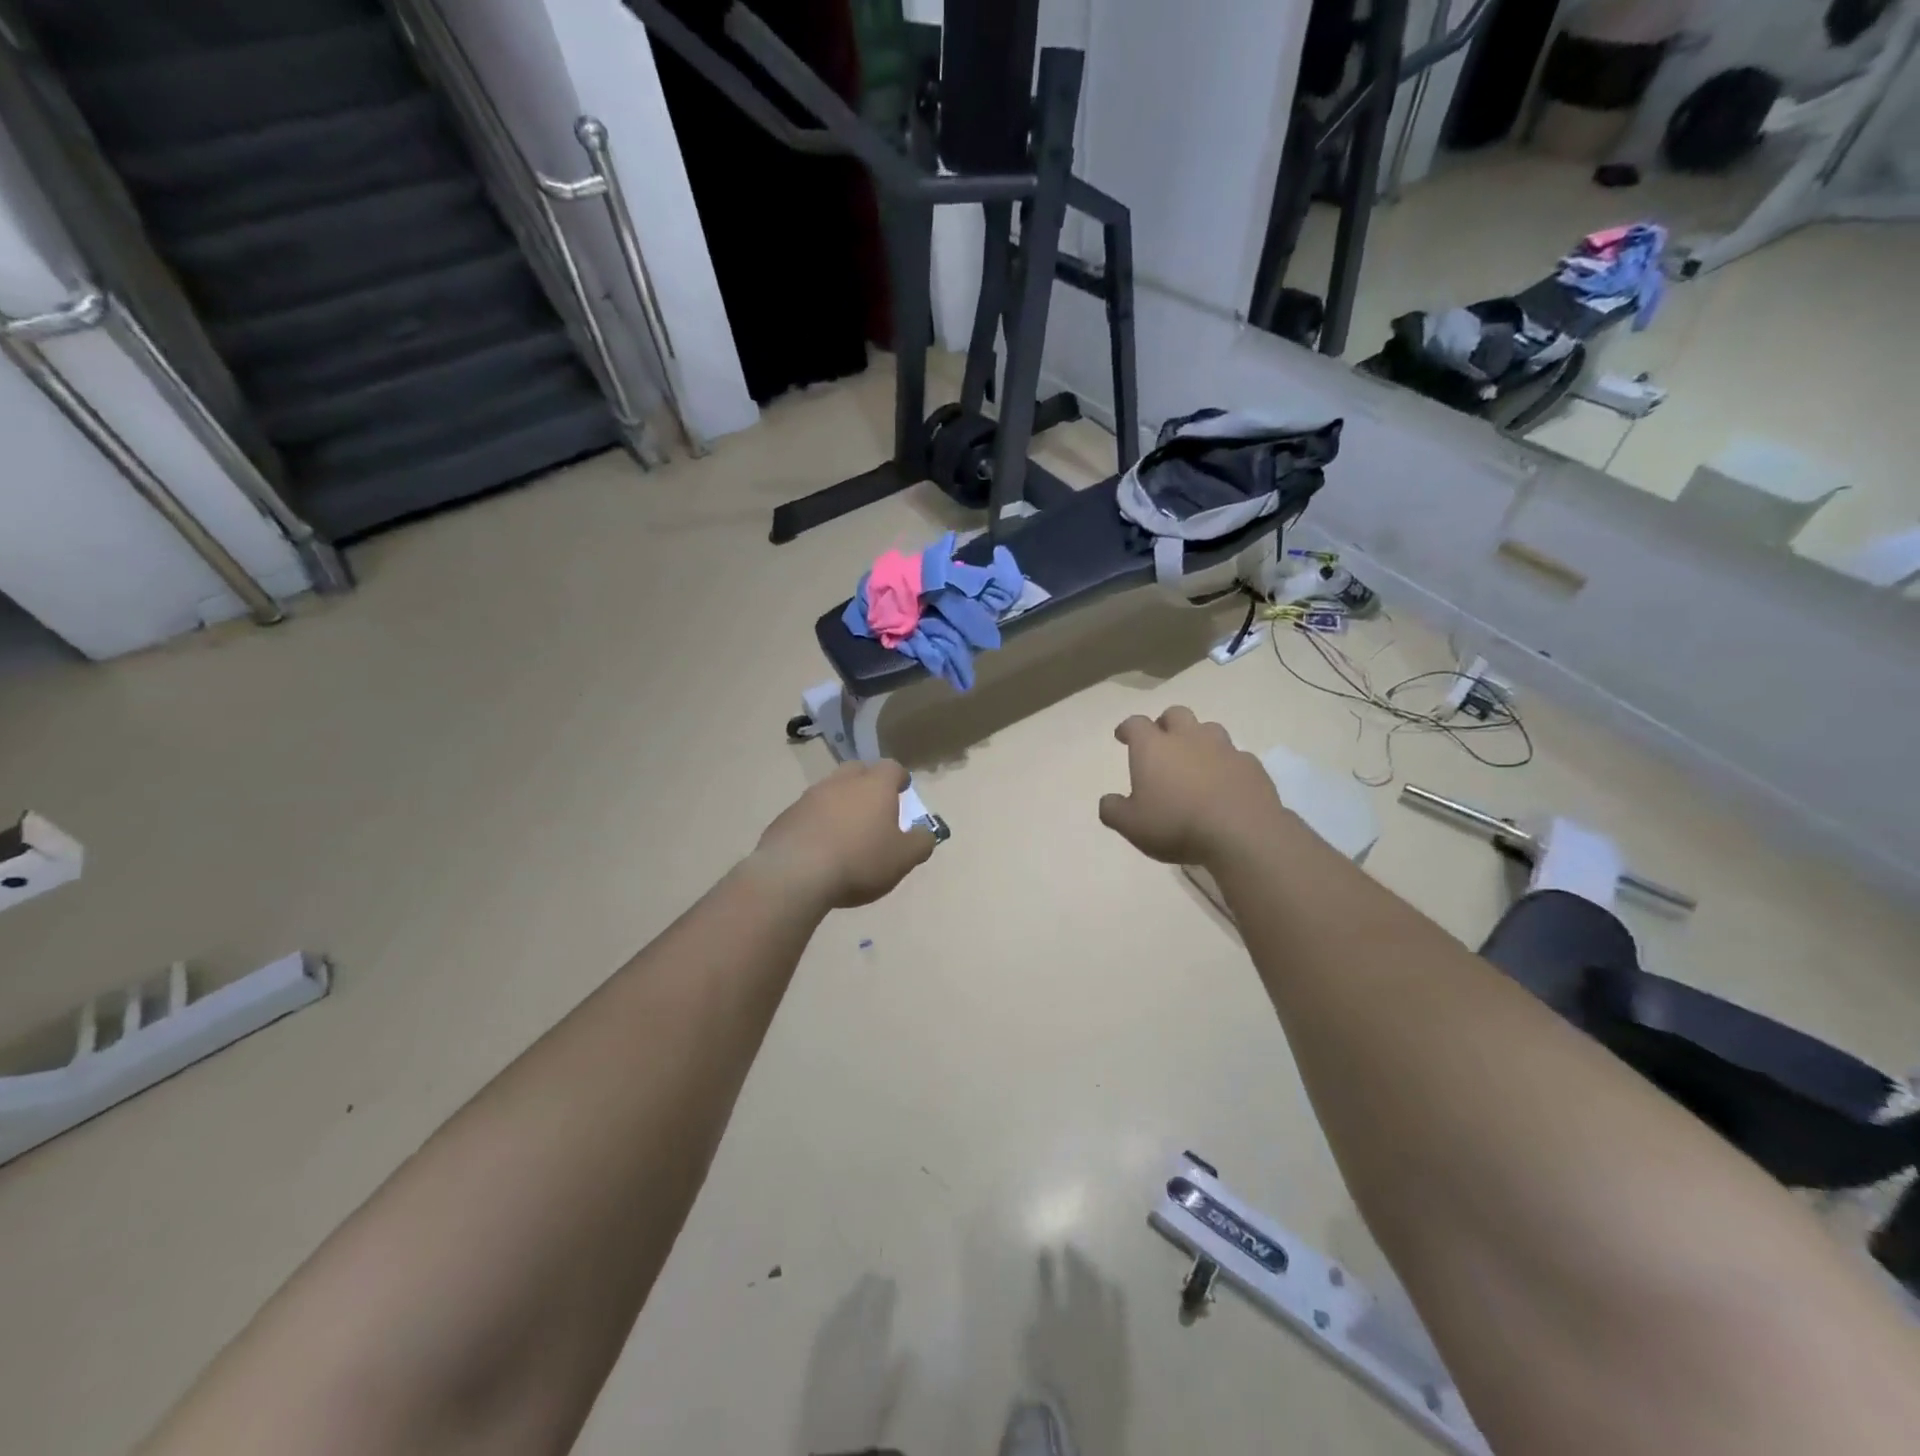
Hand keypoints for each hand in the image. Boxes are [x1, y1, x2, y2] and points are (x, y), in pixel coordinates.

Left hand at [751, 760, 937, 909]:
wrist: (795, 873)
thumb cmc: (859, 861)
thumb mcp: (903, 858)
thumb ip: (921, 842)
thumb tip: (926, 832)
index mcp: (875, 786)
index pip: (892, 768)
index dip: (899, 778)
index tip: (903, 790)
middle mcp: (841, 782)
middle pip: (858, 770)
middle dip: (868, 783)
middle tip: (875, 806)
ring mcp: (810, 797)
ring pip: (830, 790)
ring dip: (841, 803)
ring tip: (847, 830)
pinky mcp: (786, 816)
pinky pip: (808, 812)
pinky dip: (818, 822)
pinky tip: (820, 846)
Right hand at [1098, 706, 1289, 867]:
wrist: (1242, 833)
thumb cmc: (1177, 824)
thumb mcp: (1131, 825)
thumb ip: (1113, 810)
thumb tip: (1108, 801)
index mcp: (1154, 747)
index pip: (1135, 724)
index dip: (1127, 728)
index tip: (1122, 736)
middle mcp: (1188, 738)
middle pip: (1176, 714)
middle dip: (1165, 723)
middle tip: (1161, 741)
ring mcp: (1224, 748)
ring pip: (1208, 729)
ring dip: (1198, 739)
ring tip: (1195, 760)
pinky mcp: (1251, 765)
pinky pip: (1235, 756)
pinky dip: (1225, 764)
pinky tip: (1224, 782)